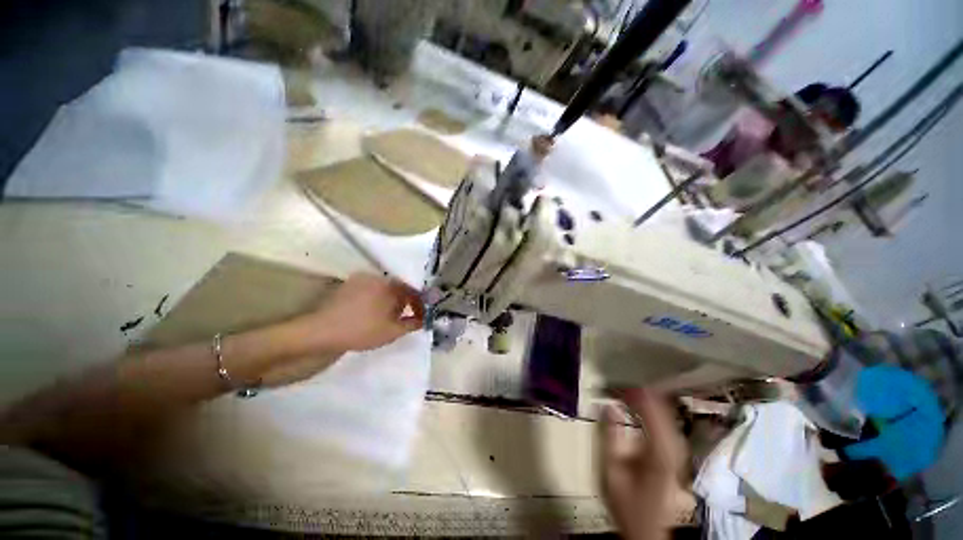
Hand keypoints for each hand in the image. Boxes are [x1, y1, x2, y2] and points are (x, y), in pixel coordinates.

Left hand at [296, 272, 424, 353]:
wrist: (320, 332)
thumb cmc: (362, 330)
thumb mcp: (393, 331)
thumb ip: (413, 324)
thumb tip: (424, 319)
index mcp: (390, 285)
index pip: (413, 290)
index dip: (419, 304)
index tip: (420, 316)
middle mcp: (377, 277)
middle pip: (398, 288)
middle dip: (404, 303)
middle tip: (404, 319)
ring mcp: (360, 280)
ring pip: (384, 289)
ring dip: (390, 302)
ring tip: (388, 318)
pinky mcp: (347, 286)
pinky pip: (370, 291)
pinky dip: (376, 301)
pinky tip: (372, 314)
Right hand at [598, 389, 685, 539]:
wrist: (647, 527)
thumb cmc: (626, 501)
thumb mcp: (611, 470)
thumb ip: (610, 436)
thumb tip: (607, 405)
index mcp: (660, 453)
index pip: (652, 412)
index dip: (636, 394)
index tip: (618, 384)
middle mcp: (675, 449)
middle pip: (663, 409)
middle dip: (642, 393)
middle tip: (621, 384)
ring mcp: (679, 451)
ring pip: (668, 414)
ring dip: (649, 399)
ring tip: (629, 389)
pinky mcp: (677, 453)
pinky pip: (668, 422)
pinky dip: (655, 409)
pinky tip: (644, 404)